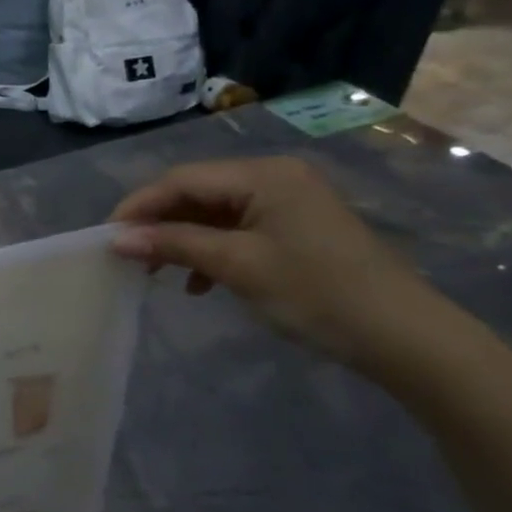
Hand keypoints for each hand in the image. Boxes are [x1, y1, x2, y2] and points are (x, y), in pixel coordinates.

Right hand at [109, 156, 446, 370]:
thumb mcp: (238, 266)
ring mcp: (288, 202)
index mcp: (263, 175)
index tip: (107, 238)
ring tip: (157, 272)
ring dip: (182, 239)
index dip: (139, 206)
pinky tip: (198, 282)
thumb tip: (118, 239)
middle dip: (159, 223)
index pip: (182, 180)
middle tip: (128, 256)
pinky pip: (237, 228)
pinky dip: (211, 249)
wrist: (404, 336)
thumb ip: (175, 245)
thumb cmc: (316, 293)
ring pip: (214, 212)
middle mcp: (274, 177)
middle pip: (197, 192)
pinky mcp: (295, 228)